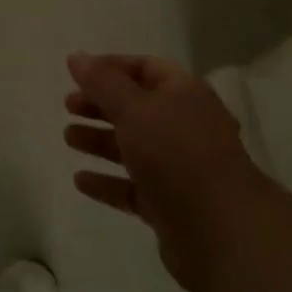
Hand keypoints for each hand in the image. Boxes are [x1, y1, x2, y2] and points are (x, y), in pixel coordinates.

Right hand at [64, 52, 257, 291]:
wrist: (223, 234)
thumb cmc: (177, 154)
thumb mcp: (134, 108)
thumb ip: (102, 82)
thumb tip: (76, 57)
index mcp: (184, 94)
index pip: (145, 68)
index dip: (110, 67)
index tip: (77, 74)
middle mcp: (184, 127)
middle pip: (136, 107)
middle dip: (101, 105)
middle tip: (68, 106)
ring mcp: (179, 169)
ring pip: (133, 147)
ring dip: (100, 141)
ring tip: (68, 138)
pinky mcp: (171, 206)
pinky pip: (132, 188)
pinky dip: (107, 182)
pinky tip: (80, 181)